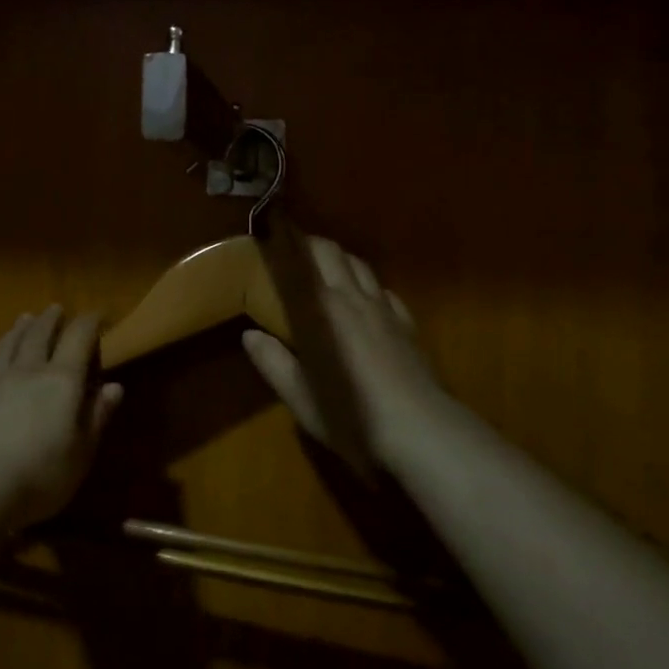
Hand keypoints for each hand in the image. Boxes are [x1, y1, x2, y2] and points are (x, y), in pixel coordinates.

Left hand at [0, 305, 122, 530]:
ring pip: (3, 351)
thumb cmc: (41, 477)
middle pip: (38, 338)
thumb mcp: (82, 452)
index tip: (97, 315)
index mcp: (60, 382)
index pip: (78, 340)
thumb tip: (114, 386)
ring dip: (14, 333)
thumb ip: (97, 416)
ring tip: (23, 319)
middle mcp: (24, 374)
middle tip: (55, 309)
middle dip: (49, 321)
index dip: (89, 323)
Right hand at [242, 237, 451, 466]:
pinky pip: (384, 291)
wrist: (419, 429)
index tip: (271, 238)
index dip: (289, 243)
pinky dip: (368, 287)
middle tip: (292, 253)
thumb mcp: (301, 396)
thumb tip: (250, 335)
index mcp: (325, 308)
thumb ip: (273, 362)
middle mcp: (356, 297)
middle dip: (313, 245)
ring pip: (362, 267)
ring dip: (341, 261)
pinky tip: (365, 302)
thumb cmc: (351, 413)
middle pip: (336, 253)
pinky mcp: (408, 325)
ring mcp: (386, 309)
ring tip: (325, 272)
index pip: (307, 258)